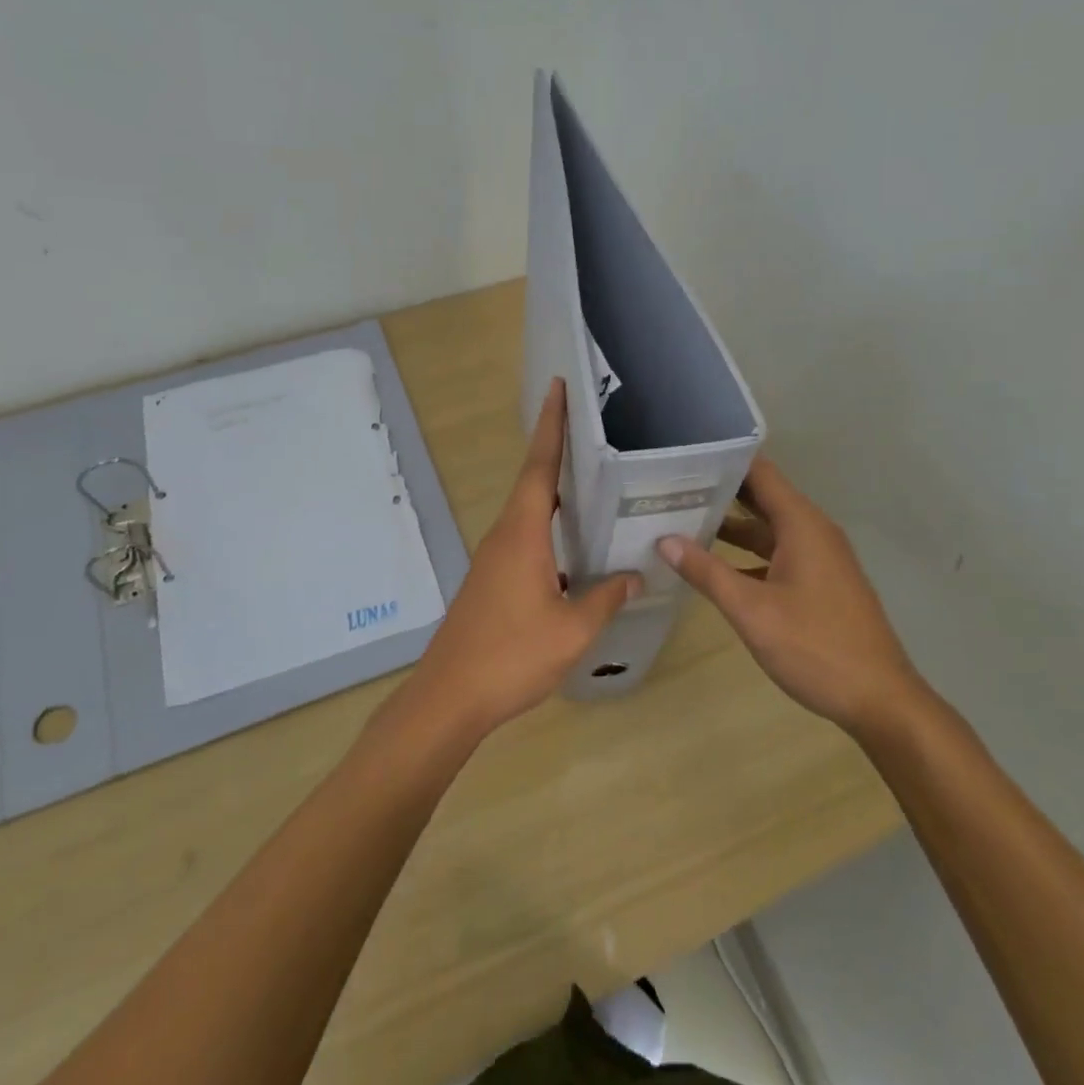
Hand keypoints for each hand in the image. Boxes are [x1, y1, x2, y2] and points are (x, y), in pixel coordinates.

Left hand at [410, 379, 640, 737]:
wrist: (450, 696)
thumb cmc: (511, 655)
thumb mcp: (571, 631)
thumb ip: (605, 599)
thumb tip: (633, 575)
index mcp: (522, 534)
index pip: (539, 466)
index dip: (551, 425)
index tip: (558, 387)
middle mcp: (504, 535)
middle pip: (533, 480)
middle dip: (557, 449)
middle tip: (592, 427)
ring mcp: (493, 558)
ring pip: (528, 511)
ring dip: (554, 490)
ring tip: (591, 480)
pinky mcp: (491, 579)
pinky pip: (525, 537)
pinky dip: (549, 526)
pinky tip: (573, 546)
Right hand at [658, 458, 921, 734]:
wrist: (880, 700)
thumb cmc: (815, 647)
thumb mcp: (751, 610)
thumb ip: (707, 572)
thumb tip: (664, 540)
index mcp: (802, 525)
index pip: (760, 473)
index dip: (724, 461)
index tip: (684, 458)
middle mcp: (813, 532)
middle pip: (762, 497)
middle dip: (720, 491)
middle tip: (671, 486)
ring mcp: (820, 558)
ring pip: (769, 528)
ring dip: (731, 524)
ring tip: (683, 518)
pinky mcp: (820, 582)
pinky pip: (778, 552)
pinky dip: (747, 552)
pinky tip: (715, 565)